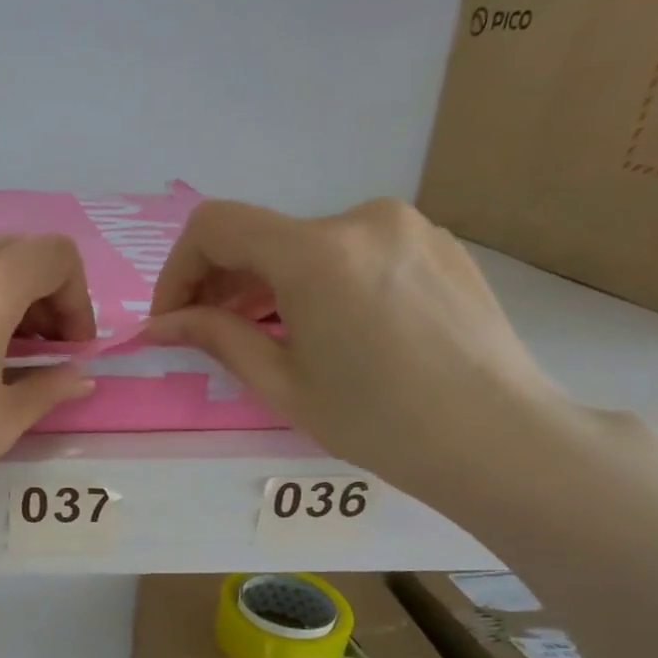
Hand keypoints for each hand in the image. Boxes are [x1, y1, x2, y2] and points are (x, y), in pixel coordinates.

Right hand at [148, 198, 583, 506]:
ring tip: (267, 335)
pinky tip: (326, 328)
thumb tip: (159, 325)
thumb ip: (216, 337)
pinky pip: (351, 250)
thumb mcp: (281, 383)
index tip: (173, 319)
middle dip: (220, 282)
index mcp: (317, 252)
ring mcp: (406, 226)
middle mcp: (361, 218)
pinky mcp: (435, 243)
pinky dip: (317, 280)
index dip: (178, 270)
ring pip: (305, 244)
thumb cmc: (378, 421)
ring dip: (268, 283)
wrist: (499, 439)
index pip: (215, 227)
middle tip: (209, 334)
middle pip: (260, 235)